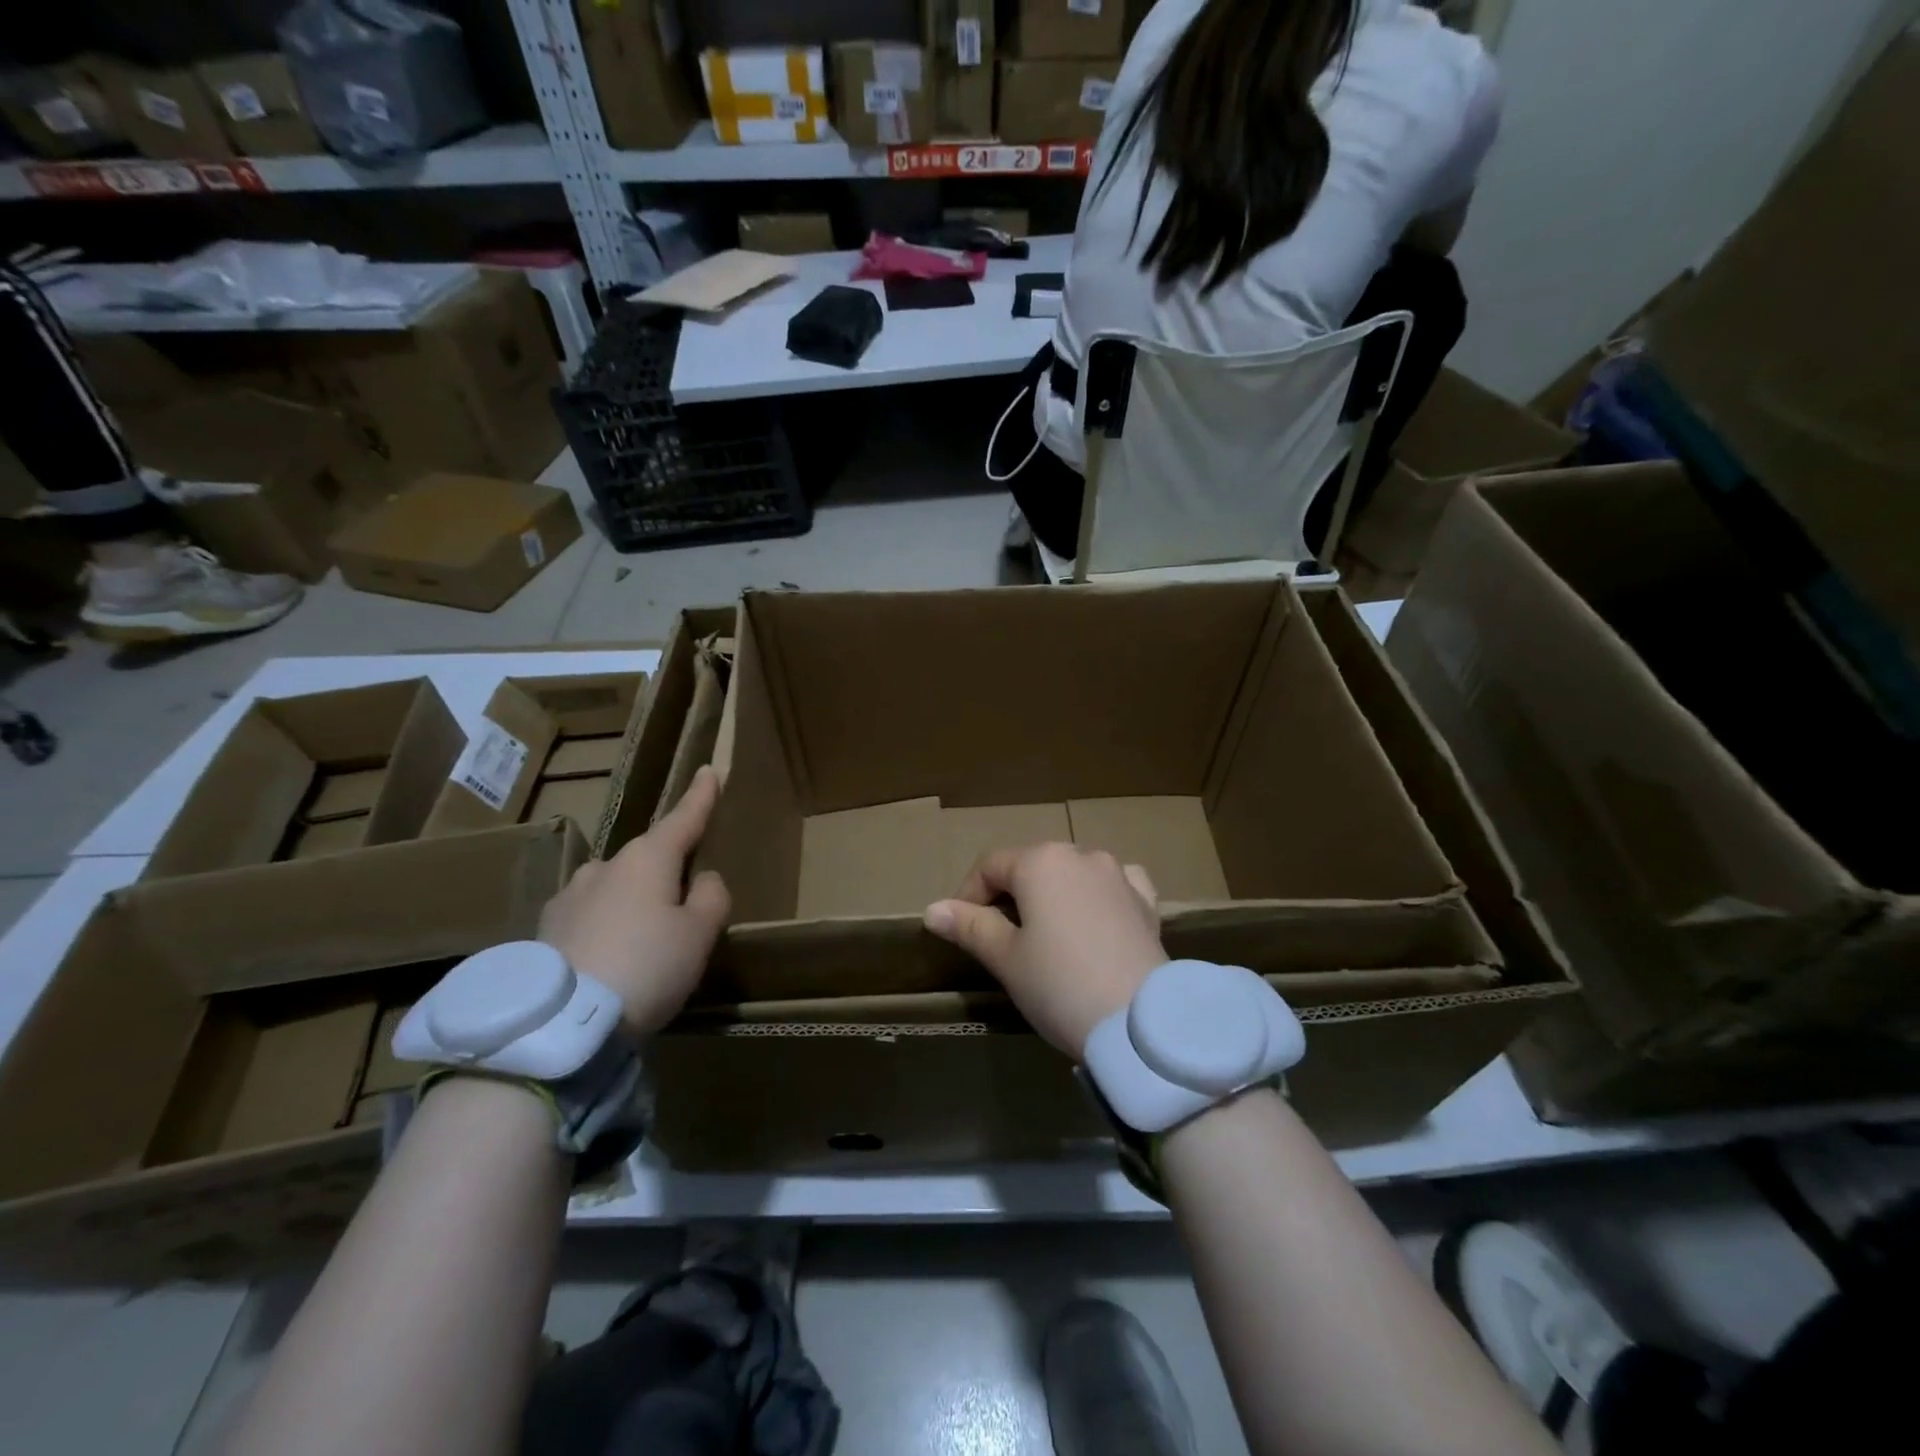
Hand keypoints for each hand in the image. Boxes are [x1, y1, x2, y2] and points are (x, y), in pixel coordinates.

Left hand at [538, 766, 729, 1036]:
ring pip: (614, 888)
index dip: (700, 796)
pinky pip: (588, 916)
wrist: (561, 1024)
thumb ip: (711, 897)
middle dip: (666, 872)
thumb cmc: (647, 967)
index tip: (710, 770)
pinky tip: (606, 959)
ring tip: (642, 943)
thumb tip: (703, 880)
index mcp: (648, 859)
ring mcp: (569, 896)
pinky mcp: (544, 930)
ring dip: (631, 902)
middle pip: (647, 859)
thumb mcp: (699, 934)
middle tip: (684, 907)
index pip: (683, 818)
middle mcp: (605, 867)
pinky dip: (604, 927)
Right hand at [923, 843, 1165, 1058]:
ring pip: (1072, 874)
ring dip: (1053, 896)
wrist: (1140, 1024)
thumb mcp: (1005, 958)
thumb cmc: (1059, 985)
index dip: (968, 896)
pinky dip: (1097, 898)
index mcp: (1041, 861)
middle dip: (1010, 896)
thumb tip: (933, 910)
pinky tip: (1096, 920)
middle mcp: (1081, 855)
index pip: (989, 865)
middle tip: (1000, 940)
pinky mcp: (1147, 902)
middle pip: (1032, 866)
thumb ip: (970, 926)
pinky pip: (1113, 887)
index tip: (961, 931)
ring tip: (1046, 937)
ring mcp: (1119, 876)